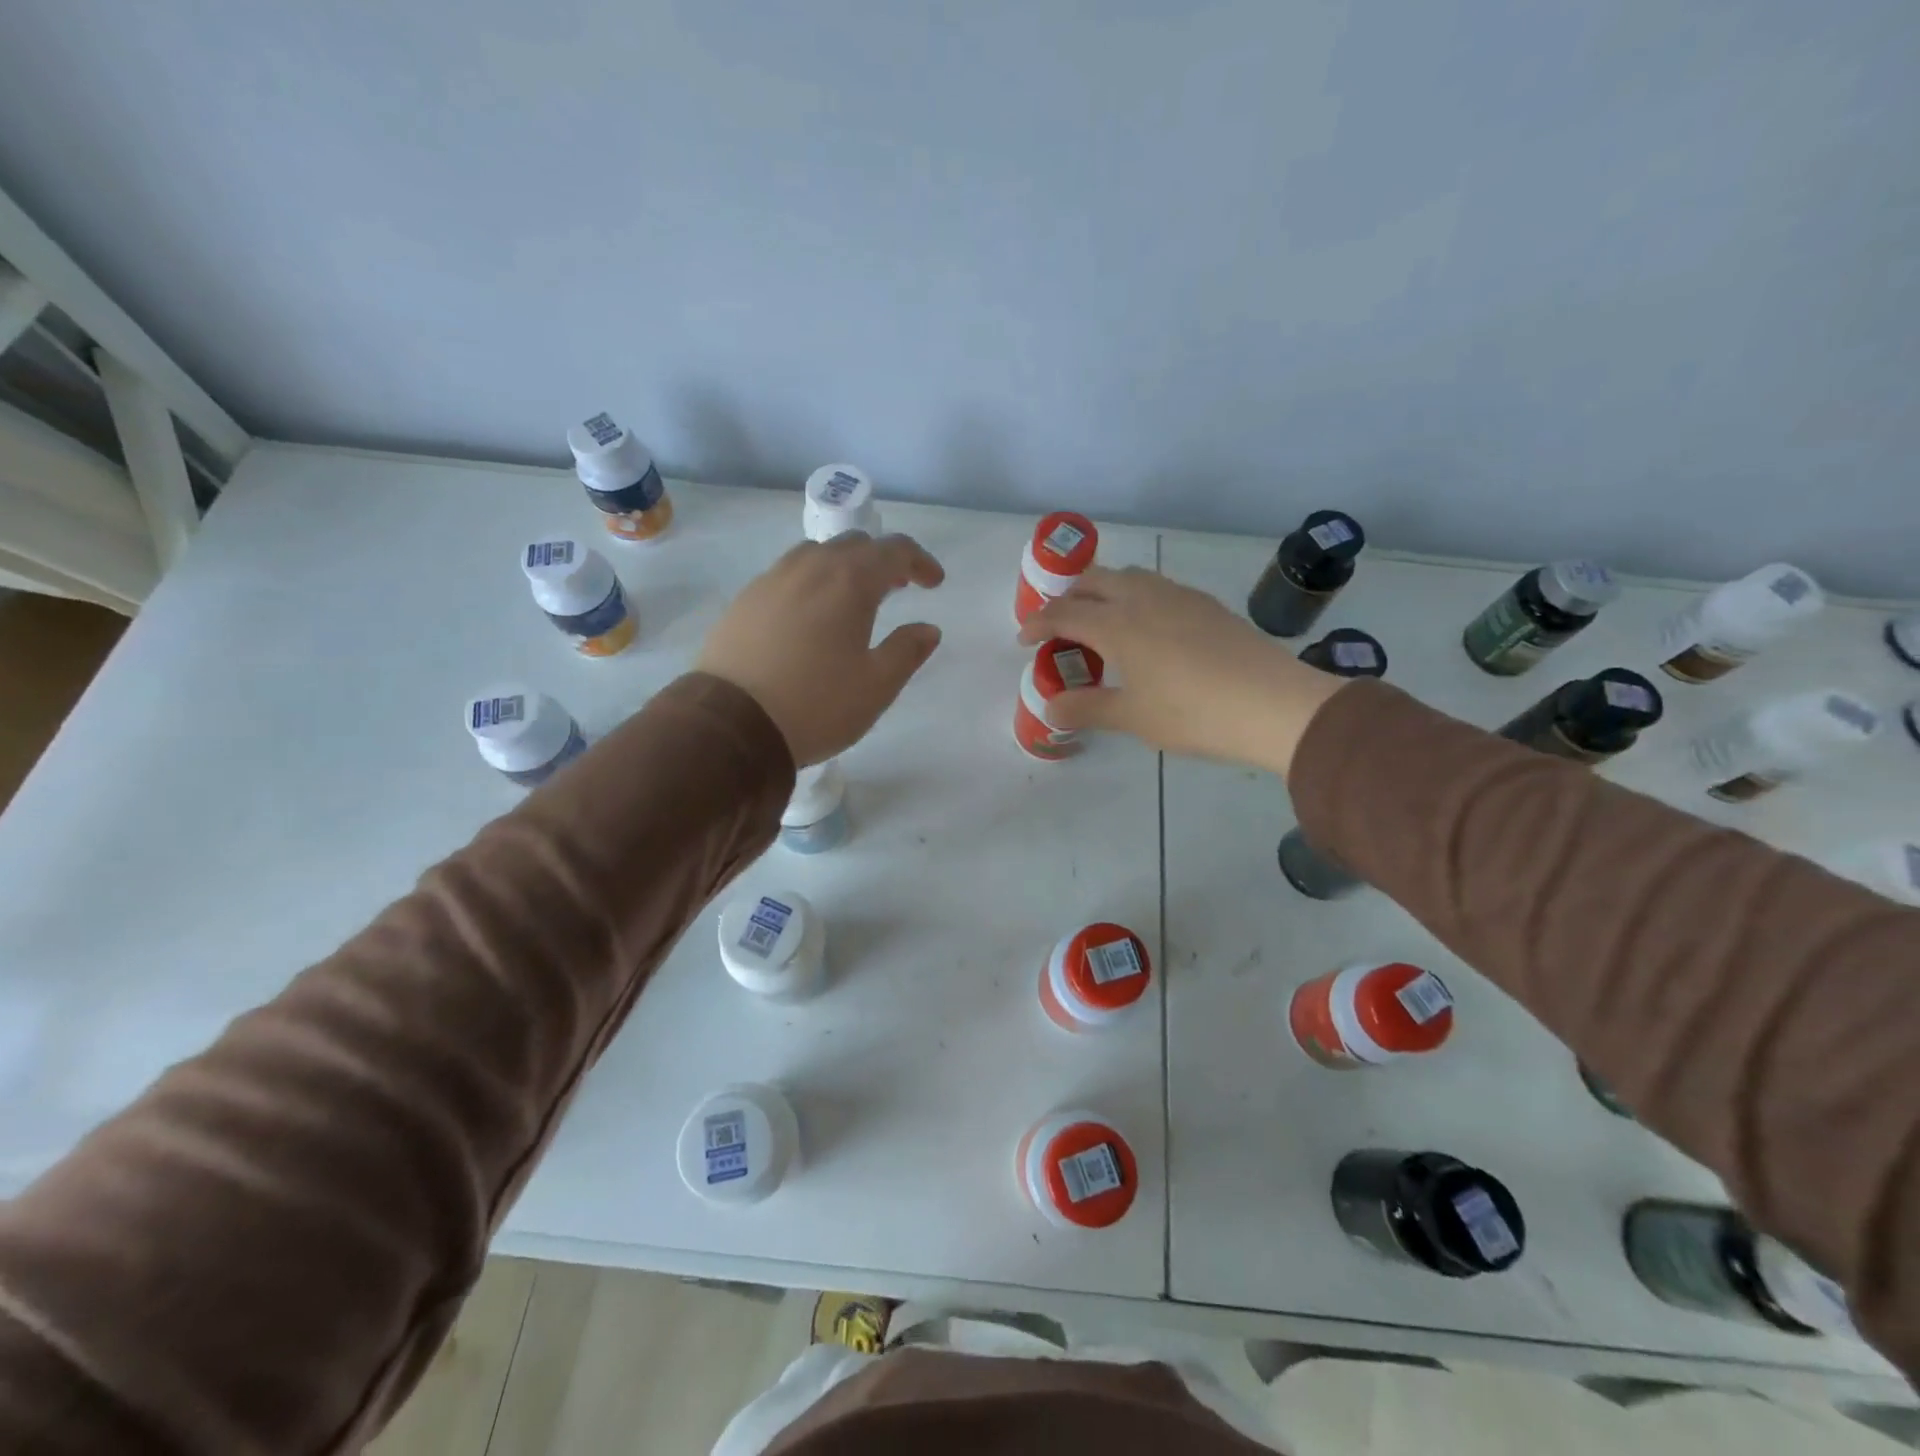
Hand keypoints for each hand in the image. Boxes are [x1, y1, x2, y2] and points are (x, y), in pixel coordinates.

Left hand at [698, 532, 944, 766]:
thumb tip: (927, 629)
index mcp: (849, 581)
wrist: (732, 724)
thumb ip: (907, 651)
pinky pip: (786, 575)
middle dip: (881, 561)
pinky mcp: (744, 600)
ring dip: (843, 567)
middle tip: (896, 589)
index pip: (894, 550)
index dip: (920, 561)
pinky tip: (808, 617)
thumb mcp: (877, 686)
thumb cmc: (817, 704)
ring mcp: (771, 580)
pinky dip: (810, 583)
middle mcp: (810, 568)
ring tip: (850, 600)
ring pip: (816, 554)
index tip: (933, 583)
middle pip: (854, 544)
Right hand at [1017, 567, 1347, 777]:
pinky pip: (1156, 586)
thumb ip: (1087, 708)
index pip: (1064, 613)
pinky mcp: (1205, 604)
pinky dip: (1134, 596)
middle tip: (1059, 624)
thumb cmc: (1193, 713)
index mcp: (1117, 625)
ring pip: (1129, 576)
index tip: (1024, 639)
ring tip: (1101, 619)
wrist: (1273, 704)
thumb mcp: (1132, 717)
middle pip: (1093, 580)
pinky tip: (1147, 626)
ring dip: (1103, 590)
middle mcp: (1143, 598)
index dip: (1038, 624)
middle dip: (1068, 596)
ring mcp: (1178, 596)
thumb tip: (1050, 708)